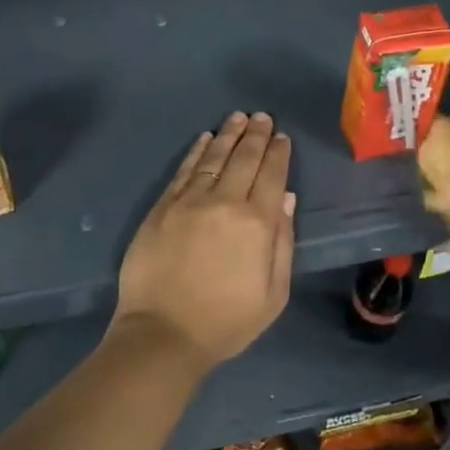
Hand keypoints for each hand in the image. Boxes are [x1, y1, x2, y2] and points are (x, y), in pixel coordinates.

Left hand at [113, 112, 295, 369]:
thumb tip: (287, 199)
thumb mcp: (273, 294)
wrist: (163, 333)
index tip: (282, 137)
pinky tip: (205, 139)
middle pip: (244, 158)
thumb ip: (282, 242)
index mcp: (256, 223)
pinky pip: (184, 170)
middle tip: (263, 117)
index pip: (272, 176)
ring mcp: (189, 201)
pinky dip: (197, 151)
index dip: (278, 153)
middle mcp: (225, 202)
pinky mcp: (162, 207)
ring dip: (228, 134)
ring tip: (238, 117)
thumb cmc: (226, 321)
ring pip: (213, 157)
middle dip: (256, 134)